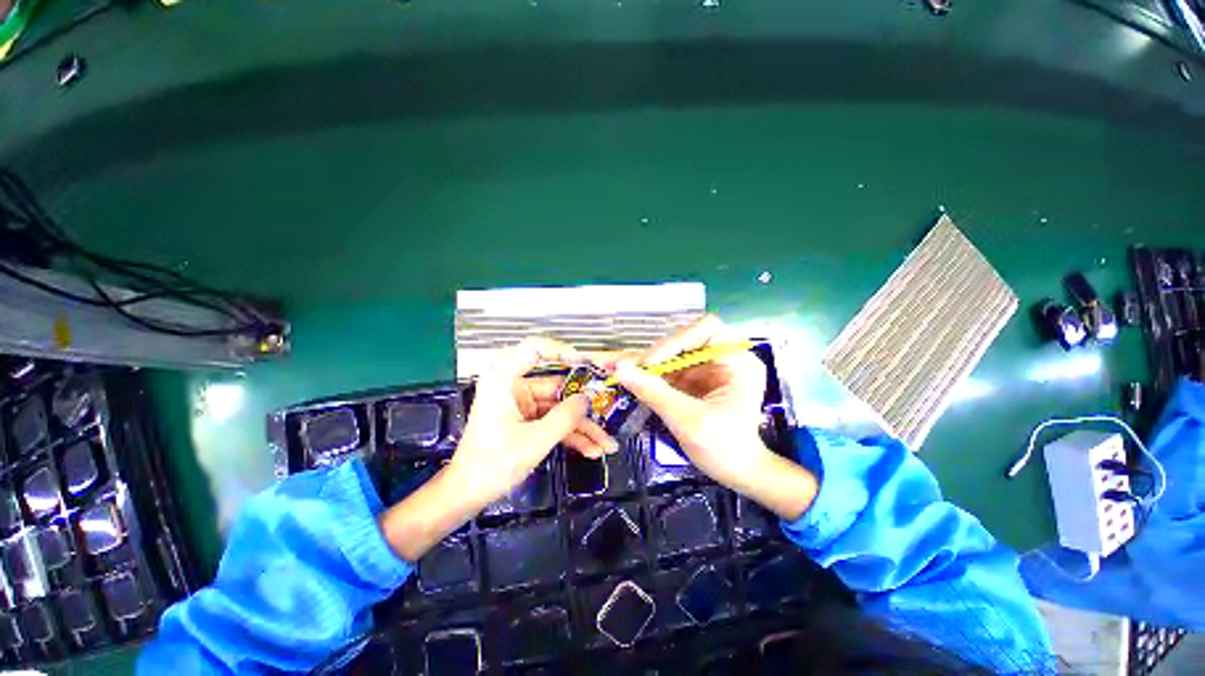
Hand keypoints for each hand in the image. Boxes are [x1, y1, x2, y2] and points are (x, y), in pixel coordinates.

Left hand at [379, 338, 613, 560]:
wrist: (467, 495)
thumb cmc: (493, 465)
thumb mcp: (535, 441)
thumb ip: (565, 417)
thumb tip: (587, 399)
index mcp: (504, 380)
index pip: (534, 349)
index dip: (561, 351)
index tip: (585, 363)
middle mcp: (514, 387)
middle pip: (557, 386)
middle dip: (583, 405)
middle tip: (608, 410)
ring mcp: (522, 405)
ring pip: (559, 408)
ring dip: (582, 426)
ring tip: (606, 444)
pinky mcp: (527, 420)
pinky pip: (554, 421)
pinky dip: (571, 435)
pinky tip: (592, 449)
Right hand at [612, 316, 816, 518]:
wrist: (737, 473)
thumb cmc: (724, 449)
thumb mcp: (688, 421)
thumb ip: (654, 392)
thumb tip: (620, 369)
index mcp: (736, 361)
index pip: (706, 329)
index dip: (677, 340)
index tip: (652, 363)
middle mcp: (722, 358)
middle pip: (683, 341)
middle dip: (653, 354)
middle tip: (623, 367)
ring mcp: (706, 368)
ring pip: (670, 355)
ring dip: (643, 363)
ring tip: (614, 367)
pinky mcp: (693, 380)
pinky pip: (666, 370)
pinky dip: (647, 375)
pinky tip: (625, 376)